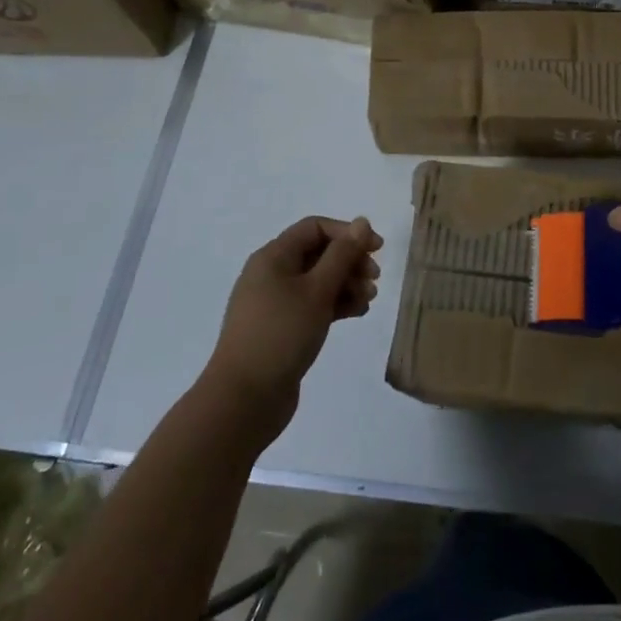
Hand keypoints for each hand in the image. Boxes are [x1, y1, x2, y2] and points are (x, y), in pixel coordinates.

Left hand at [203, 217, 380, 440]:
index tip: (377, 250)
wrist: (244, 399)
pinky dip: (335, 305)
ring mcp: (274, 303)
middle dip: (350, 261)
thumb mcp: (317, 290)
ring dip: (346, 284)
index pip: (315, 228)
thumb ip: (342, 254)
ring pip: (318, 281)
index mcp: (273, 257)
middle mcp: (271, 273)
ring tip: (368, 300)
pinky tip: (356, 313)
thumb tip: (362, 221)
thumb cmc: (281, 334)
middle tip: (375, 279)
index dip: (348, 233)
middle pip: (318, 253)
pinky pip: (312, 305)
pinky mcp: (281, 328)